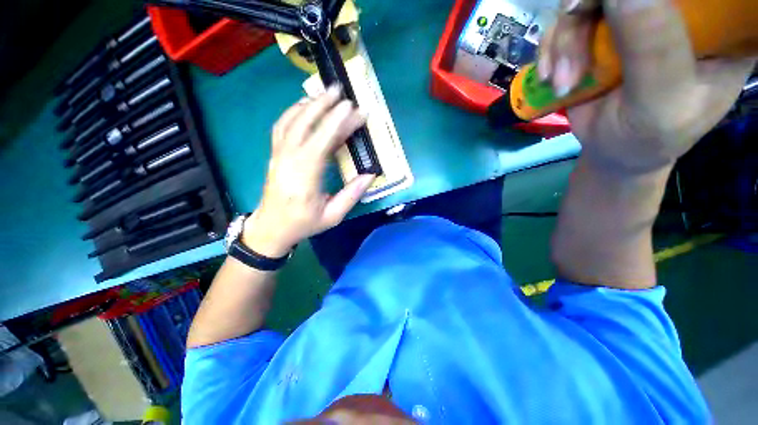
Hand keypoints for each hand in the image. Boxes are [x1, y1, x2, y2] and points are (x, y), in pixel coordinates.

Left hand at [243, 86, 375, 257]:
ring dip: (309, 104)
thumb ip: (351, 195)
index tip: (353, 109)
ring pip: (291, 122)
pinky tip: (306, 105)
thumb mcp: (332, 216)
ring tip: (326, 94)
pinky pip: (282, 126)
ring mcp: (278, 155)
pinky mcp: (275, 154)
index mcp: (305, 178)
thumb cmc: (304, 223)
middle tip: (342, 93)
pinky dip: (294, 111)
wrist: (272, 227)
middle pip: (305, 125)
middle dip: (325, 106)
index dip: (337, 124)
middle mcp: (289, 161)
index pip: (321, 143)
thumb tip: (370, 175)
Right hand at [539, 0, 754, 174]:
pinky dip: (551, 48)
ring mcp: (636, 15)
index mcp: (718, 25)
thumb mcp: (661, 101)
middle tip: (571, 63)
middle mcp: (678, 10)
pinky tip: (552, 75)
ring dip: (565, 43)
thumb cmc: (648, 137)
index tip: (611, 12)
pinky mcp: (603, 28)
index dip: (645, 0)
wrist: (613, 150)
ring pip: (589, 1)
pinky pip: (568, 19)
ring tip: (563, 83)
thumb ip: (654, 47)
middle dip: (588, 17)